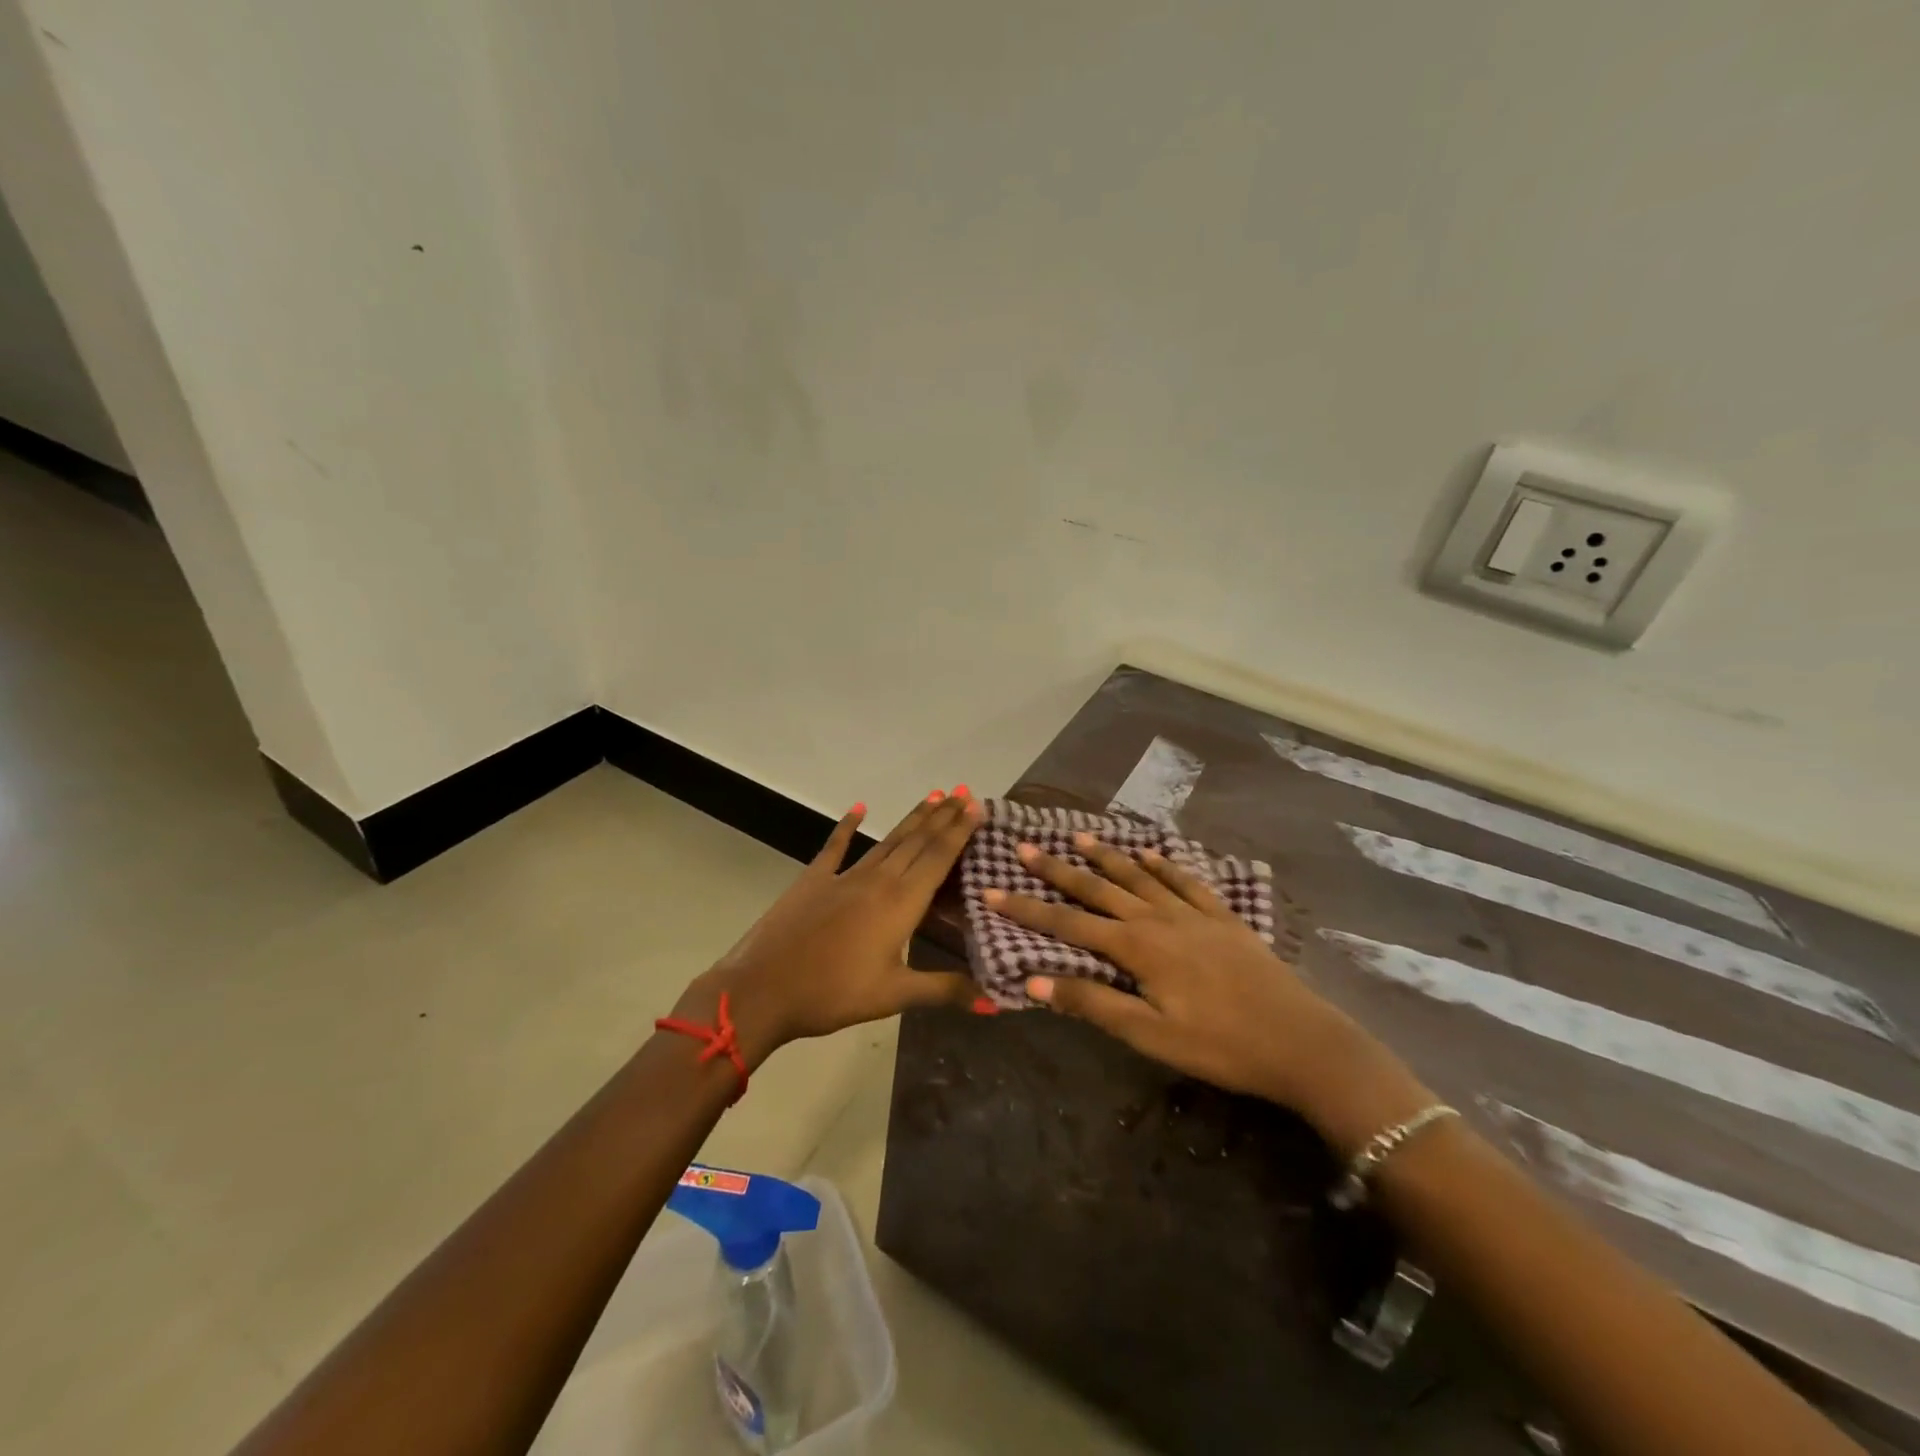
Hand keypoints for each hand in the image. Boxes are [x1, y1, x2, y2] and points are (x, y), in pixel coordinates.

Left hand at [670, 791, 982, 1066]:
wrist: (762, 989)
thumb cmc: (834, 994)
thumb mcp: (894, 995)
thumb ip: (945, 990)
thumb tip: (996, 1003)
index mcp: (901, 903)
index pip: (938, 857)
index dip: (960, 830)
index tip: (977, 805)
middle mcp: (878, 880)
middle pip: (917, 841)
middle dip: (943, 816)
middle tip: (964, 792)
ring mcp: (844, 876)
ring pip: (887, 841)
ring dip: (912, 819)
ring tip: (933, 796)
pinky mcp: (814, 880)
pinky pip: (835, 846)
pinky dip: (847, 826)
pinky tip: (859, 808)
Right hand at [989, 834, 1429, 1148]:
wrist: (1301, 1041)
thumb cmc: (1220, 1045)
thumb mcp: (1150, 1034)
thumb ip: (1093, 1001)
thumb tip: (1034, 977)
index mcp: (1137, 946)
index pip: (1068, 922)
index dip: (1027, 908)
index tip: (993, 890)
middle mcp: (1158, 917)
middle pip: (1099, 888)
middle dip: (1058, 870)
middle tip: (1026, 848)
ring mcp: (1193, 913)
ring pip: (1139, 875)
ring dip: (1106, 856)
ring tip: (1078, 837)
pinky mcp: (1222, 917)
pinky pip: (1185, 881)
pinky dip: (1164, 865)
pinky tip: (1153, 854)